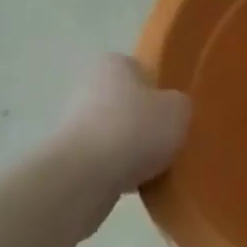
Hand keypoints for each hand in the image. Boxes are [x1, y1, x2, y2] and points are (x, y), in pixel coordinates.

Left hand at [53, 54, 190, 209]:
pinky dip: (119, 168)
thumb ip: (179, 103)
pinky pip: (104, 159)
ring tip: (157, 166)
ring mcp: (72, 122)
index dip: (160, 90)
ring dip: (132, 147)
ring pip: (116, 132)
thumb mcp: (180, 109)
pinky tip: (136, 182)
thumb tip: (171, 109)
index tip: (174, 112)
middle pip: (127, 102)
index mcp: (114, 64)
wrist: (85, 176)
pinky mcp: (67, 156)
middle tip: (170, 139)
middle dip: (145, 121)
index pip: (141, 70)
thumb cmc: (136, 129)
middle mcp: (87, 86)